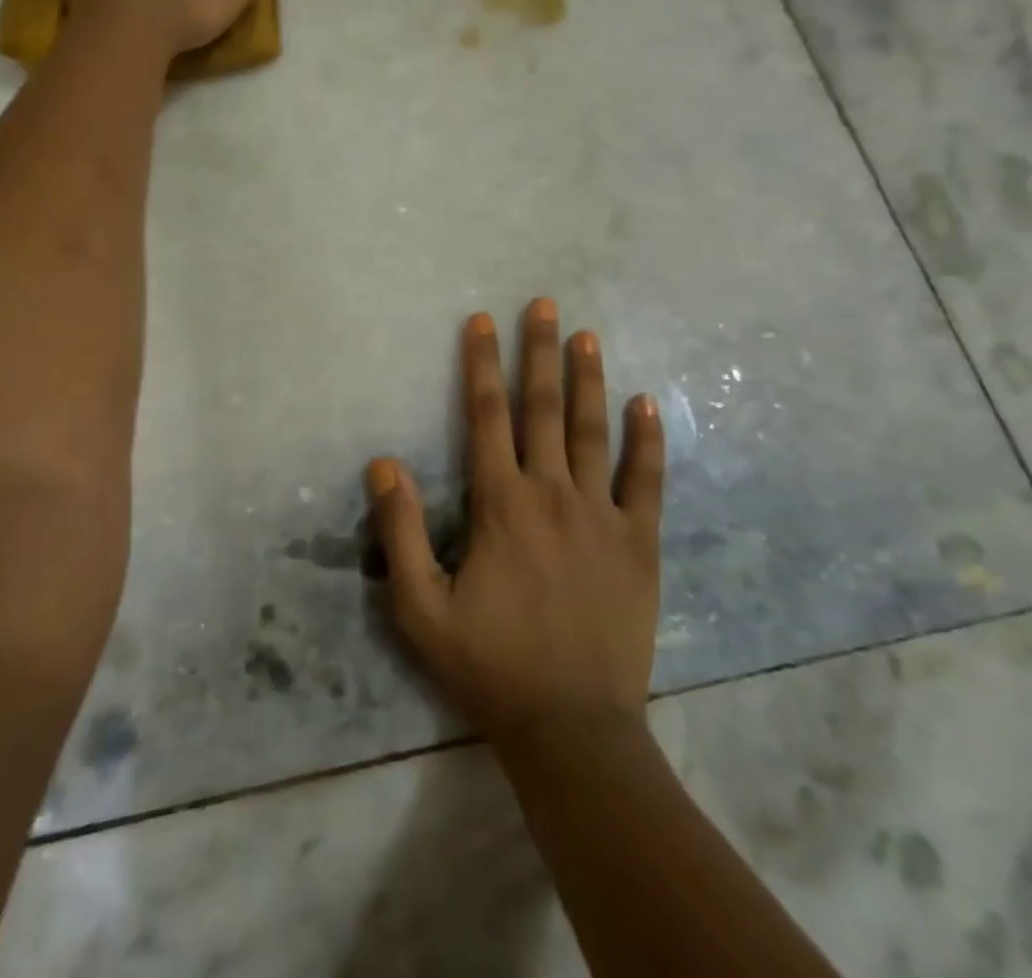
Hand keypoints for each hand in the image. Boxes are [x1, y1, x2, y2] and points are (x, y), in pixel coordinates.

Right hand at [368, 298, 665, 742]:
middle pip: (542, 407)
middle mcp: (552, 494)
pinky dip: (647, 439)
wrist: (573, 728)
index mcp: (500, 504)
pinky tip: (646, 402)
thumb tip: (384, 462)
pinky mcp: (639, 543)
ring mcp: (602, 515)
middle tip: (544, 304)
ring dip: (588, 379)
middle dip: (539, 351)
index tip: (482, 320)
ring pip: (593, 430)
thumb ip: (401, 531)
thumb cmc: (490, 665)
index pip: (487, 416)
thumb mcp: (421, 608)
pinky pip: (646, 479)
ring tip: (588, 334)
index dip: (481, 364)